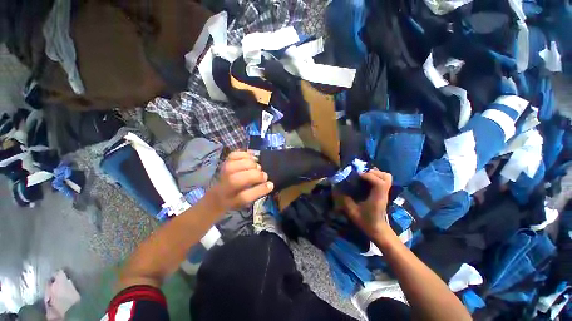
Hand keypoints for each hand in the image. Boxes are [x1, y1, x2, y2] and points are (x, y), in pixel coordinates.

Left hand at [206, 151, 273, 212]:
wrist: (217, 197)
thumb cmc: (236, 201)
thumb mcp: (245, 205)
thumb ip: (255, 195)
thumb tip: (269, 183)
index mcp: (231, 203)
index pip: (243, 197)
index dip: (259, 190)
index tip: (271, 184)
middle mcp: (223, 189)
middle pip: (235, 180)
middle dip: (254, 175)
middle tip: (264, 175)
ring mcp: (221, 175)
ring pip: (232, 166)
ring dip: (249, 164)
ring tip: (258, 167)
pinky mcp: (223, 164)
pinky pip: (231, 156)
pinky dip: (243, 154)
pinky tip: (252, 158)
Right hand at [341, 169, 393, 237]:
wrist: (378, 230)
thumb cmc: (366, 222)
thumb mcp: (352, 212)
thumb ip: (345, 200)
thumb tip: (336, 190)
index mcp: (377, 198)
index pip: (379, 183)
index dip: (369, 176)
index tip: (358, 176)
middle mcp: (383, 193)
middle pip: (385, 177)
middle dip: (372, 173)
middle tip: (360, 175)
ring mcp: (385, 192)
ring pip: (387, 177)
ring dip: (375, 173)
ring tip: (364, 176)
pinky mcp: (384, 192)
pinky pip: (385, 179)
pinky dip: (377, 176)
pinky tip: (368, 179)